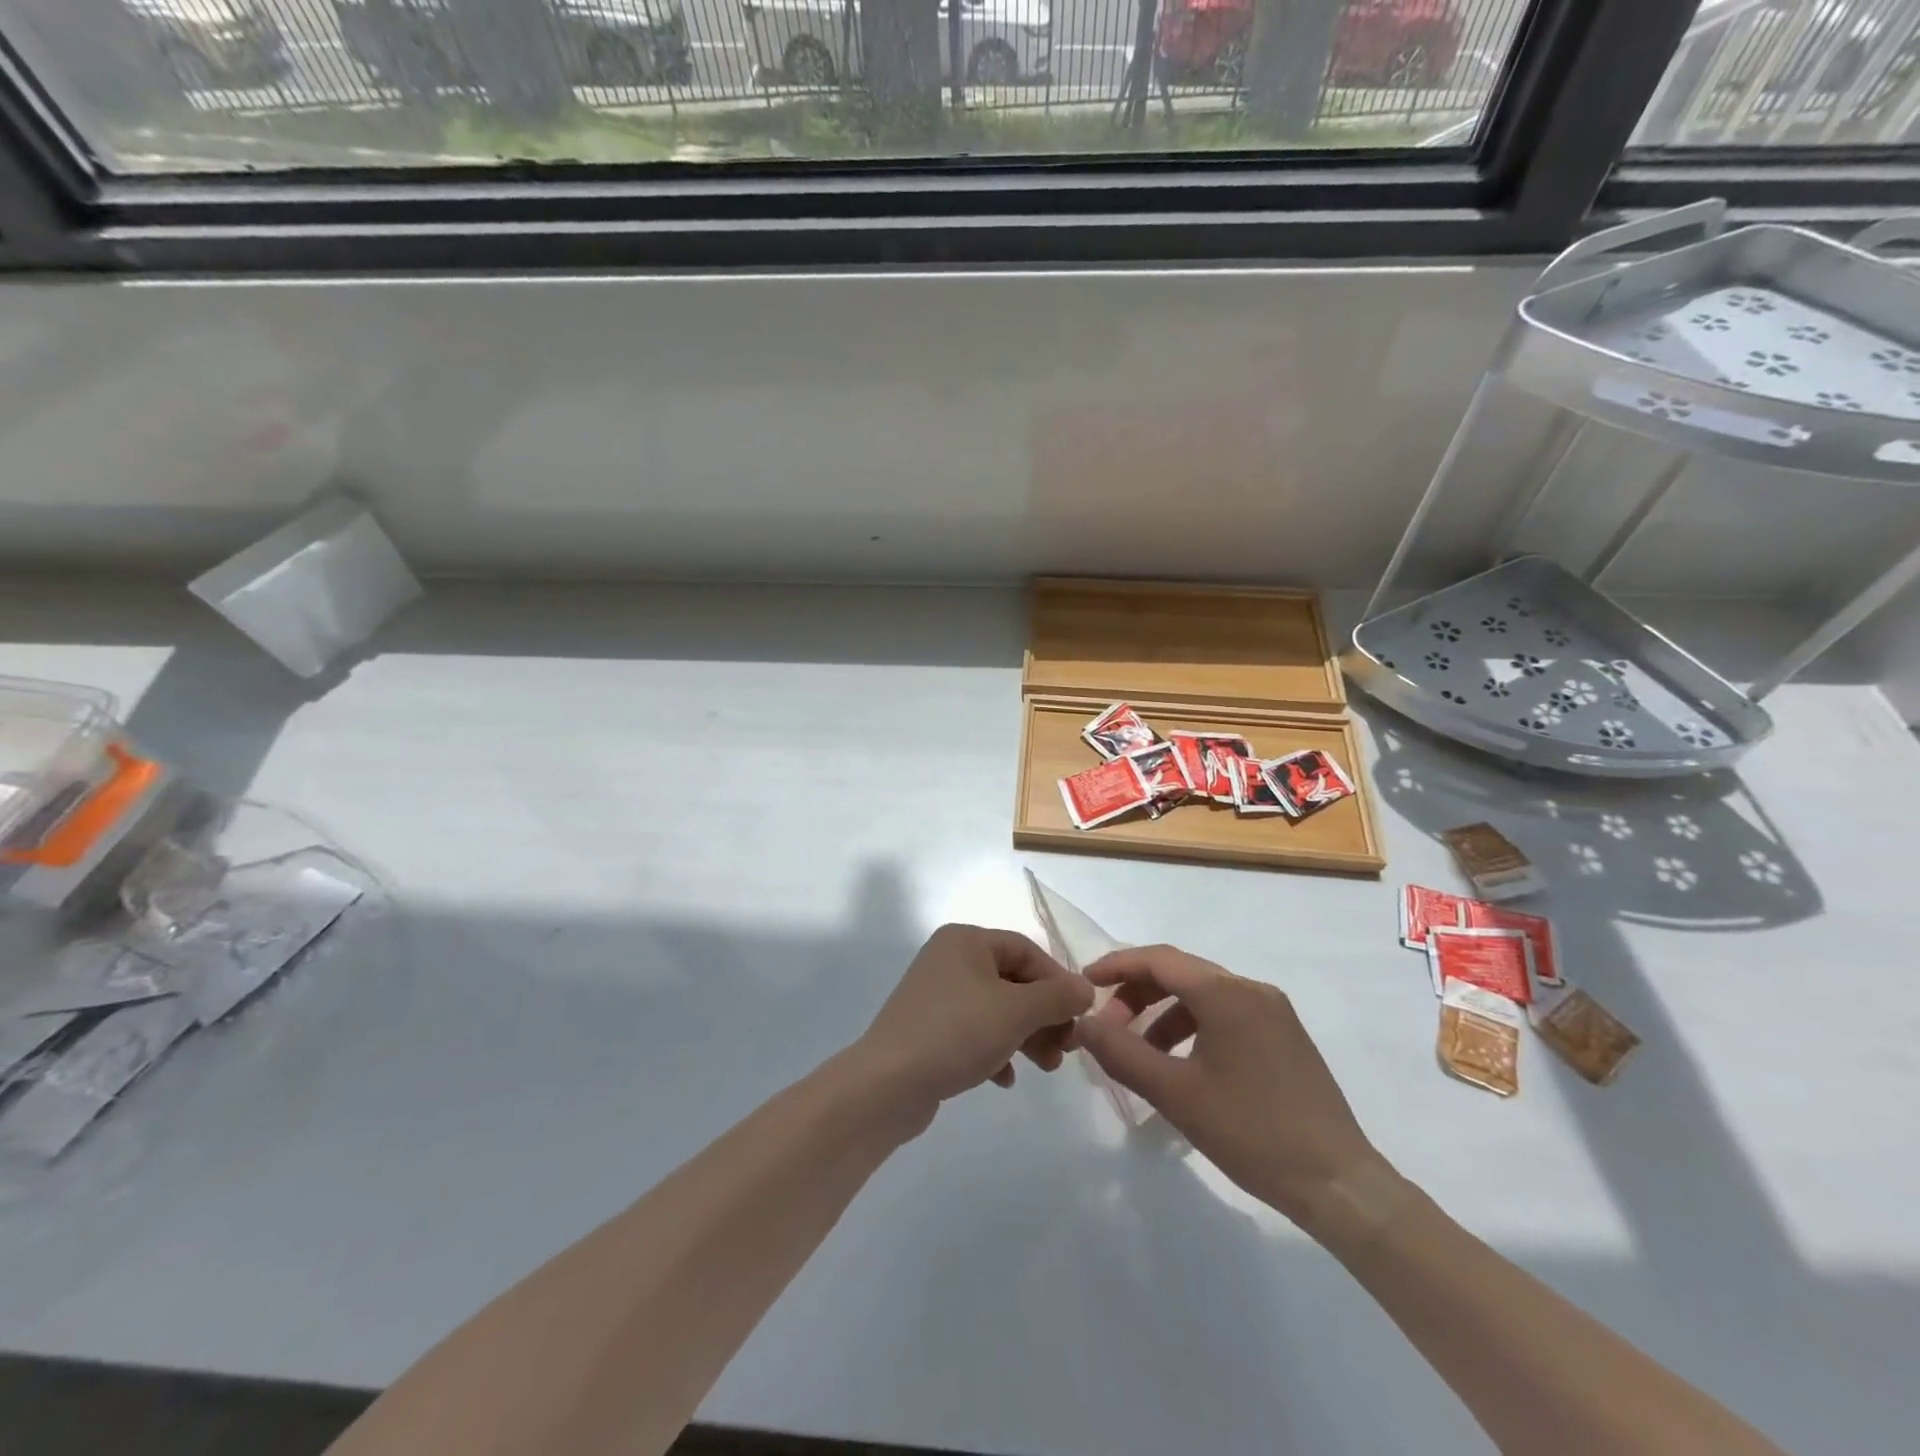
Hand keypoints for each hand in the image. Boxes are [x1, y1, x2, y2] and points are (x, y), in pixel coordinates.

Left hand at [855, 924, 1094, 1125]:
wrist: (888, 1083)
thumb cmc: (957, 1032)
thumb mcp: (1016, 1012)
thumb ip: (1057, 997)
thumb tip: (1086, 989)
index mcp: (965, 941)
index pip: (1026, 950)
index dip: (1058, 981)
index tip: (1079, 1015)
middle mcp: (949, 959)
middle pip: (1012, 981)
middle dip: (1044, 1015)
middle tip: (1067, 1048)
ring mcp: (936, 995)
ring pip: (996, 1009)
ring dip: (1026, 1036)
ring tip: (1047, 1067)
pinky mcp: (929, 1029)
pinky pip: (974, 1032)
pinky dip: (996, 1050)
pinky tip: (1005, 1079)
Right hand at [1075, 945, 1394, 1233]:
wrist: (1338, 1183)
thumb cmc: (1251, 1133)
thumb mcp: (1175, 1094)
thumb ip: (1122, 1053)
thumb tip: (1084, 1023)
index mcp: (1226, 993)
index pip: (1159, 959)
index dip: (1117, 966)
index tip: (1084, 983)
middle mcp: (1251, 990)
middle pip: (1180, 973)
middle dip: (1137, 994)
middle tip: (1108, 1027)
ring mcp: (1273, 1012)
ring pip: (1203, 995)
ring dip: (1163, 1014)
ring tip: (1140, 1053)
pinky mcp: (1284, 1036)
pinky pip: (1225, 1014)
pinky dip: (1192, 1027)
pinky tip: (1181, 1065)